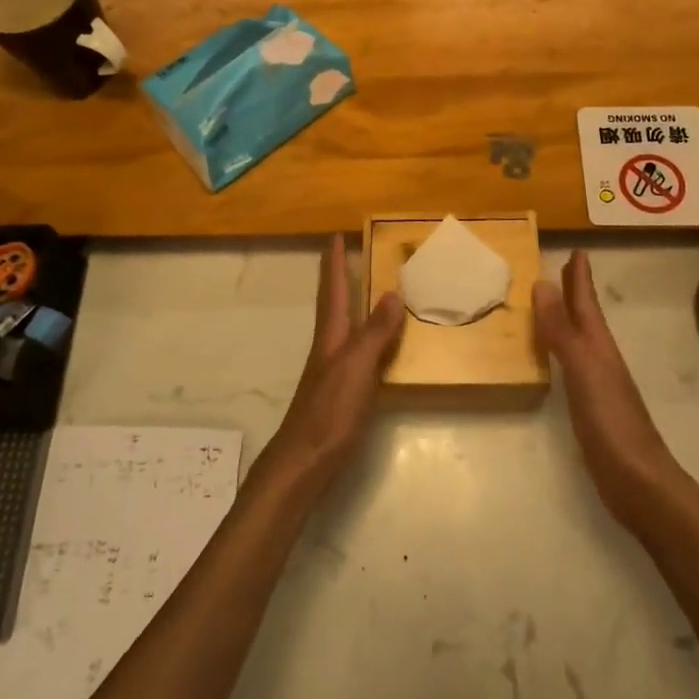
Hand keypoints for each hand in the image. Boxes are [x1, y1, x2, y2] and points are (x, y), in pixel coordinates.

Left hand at [261, 235, 403, 492]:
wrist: (305, 463)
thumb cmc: (330, 411)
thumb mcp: (356, 367)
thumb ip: (375, 332)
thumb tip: (392, 292)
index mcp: (331, 336)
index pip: (332, 289)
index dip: (335, 263)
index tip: (336, 235)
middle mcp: (330, 347)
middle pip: (335, 305)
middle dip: (342, 279)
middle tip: (354, 254)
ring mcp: (335, 371)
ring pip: (347, 327)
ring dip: (357, 306)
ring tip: (373, 291)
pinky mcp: (343, 392)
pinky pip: (361, 352)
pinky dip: (371, 338)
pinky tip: (384, 347)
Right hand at [533, 251, 691, 530]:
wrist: (639, 482)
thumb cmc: (611, 422)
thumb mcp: (583, 370)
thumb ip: (562, 329)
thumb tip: (543, 283)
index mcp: (599, 346)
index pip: (586, 303)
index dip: (580, 278)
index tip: (577, 250)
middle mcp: (600, 359)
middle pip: (586, 318)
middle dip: (575, 292)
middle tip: (566, 268)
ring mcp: (598, 385)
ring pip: (580, 340)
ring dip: (568, 319)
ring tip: (553, 304)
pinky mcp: (591, 409)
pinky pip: (572, 366)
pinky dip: (562, 351)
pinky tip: (556, 359)